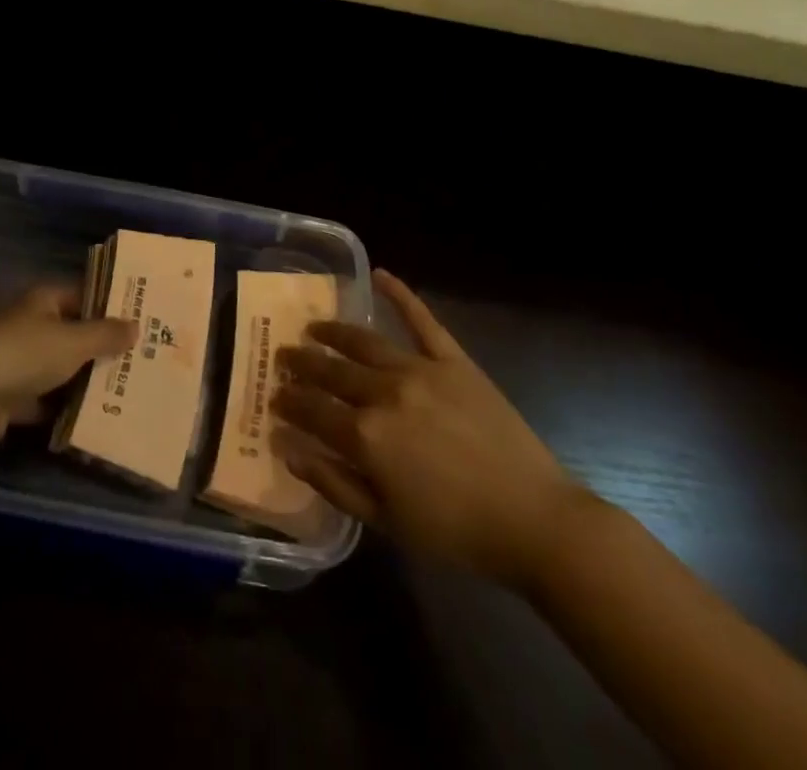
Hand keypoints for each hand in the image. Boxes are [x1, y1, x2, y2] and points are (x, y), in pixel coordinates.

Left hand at [0, 285, 135, 441]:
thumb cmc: (25, 355)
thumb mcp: (74, 342)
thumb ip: (106, 335)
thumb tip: (135, 326)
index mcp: (42, 300)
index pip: (82, 295)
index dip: (109, 306)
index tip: (138, 321)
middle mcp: (28, 324)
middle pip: (71, 332)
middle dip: (99, 347)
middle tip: (137, 359)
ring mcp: (15, 360)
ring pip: (58, 367)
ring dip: (82, 379)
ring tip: (121, 389)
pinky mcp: (8, 394)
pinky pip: (44, 398)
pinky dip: (61, 407)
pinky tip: (89, 417)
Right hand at [274, 268, 587, 588]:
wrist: (533, 520)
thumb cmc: (455, 532)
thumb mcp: (385, 522)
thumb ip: (333, 482)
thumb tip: (287, 448)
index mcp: (367, 435)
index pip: (312, 409)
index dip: (289, 402)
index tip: (273, 396)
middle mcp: (385, 392)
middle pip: (332, 371)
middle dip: (302, 364)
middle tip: (283, 357)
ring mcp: (420, 369)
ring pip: (365, 342)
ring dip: (334, 332)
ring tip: (314, 328)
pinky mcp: (454, 360)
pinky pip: (422, 320)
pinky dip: (400, 295)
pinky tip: (380, 274)